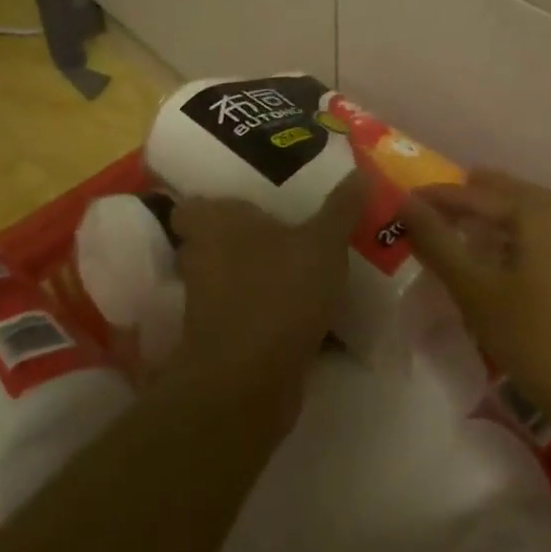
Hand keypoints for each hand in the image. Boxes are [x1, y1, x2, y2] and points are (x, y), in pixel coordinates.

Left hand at [167, 172, 365, 391]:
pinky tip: (308, 309)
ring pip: (235, 277)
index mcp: (212, 222)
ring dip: (262, 274)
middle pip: (217, 239)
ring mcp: (208, 300)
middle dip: (249, 236)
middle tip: (291, 225)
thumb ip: (340, 208)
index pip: (191, 204)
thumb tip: (360, 171)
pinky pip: (250, 311)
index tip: (250, 197)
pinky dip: (271, 310)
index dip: (212, 200)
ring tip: (306, 264)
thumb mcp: (323, 243)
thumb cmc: (279, 291)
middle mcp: (201, 256)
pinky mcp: (224, 336)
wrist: (251, 380)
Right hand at [401, 170, 550, 441]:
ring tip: (468, 229)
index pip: (477, 193)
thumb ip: (439, 244)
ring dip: (499, 216)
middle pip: (511, 194)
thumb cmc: (539, 342)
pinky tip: (510, 259)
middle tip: (437, 206)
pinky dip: (522, 236)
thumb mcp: (477, 292)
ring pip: (535, 215)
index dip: (438, 196)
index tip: (405, 202)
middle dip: (472, 197)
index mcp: (540, 214)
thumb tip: (406, 203)